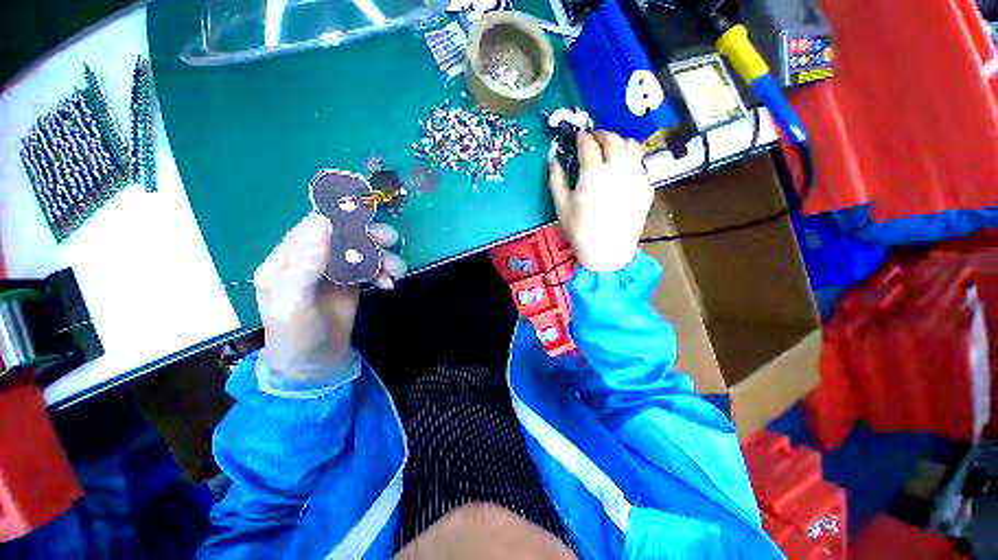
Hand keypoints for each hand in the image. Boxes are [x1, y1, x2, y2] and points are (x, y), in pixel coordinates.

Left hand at [253, 214, 405, 380]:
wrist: (316, 364)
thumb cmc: (298, 336)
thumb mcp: (293, 304)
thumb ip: (305, 264)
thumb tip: (323, 223)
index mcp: (287, 259)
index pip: (313, 226)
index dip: (340, 217)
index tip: (369, 214)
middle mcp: (309, 259)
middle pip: (342, 235)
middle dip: (368, 236)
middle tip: (391, 240)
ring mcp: (331, 270)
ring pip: (359, 251)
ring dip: (381, 256)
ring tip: (396, 271)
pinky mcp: (349, 281)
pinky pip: (369, 267)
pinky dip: (381, 272)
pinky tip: (388, 283)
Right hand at [548, 131, 652, 271]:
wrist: (608, 251)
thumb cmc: (580, 231)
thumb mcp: (561, 206)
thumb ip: (556, 180)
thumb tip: (553, 160)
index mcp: (593, 173)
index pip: (589, 144)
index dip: (582, 137)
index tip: (578, 136)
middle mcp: (617, 169)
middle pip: (613, 139)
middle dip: (602, 133)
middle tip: (594, 138)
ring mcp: (636, 177)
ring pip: (632, 146)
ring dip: (620, 142)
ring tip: (611, 149)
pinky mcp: (647, 188)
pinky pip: (641, 164)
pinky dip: (631, 161)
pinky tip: (623, 171)